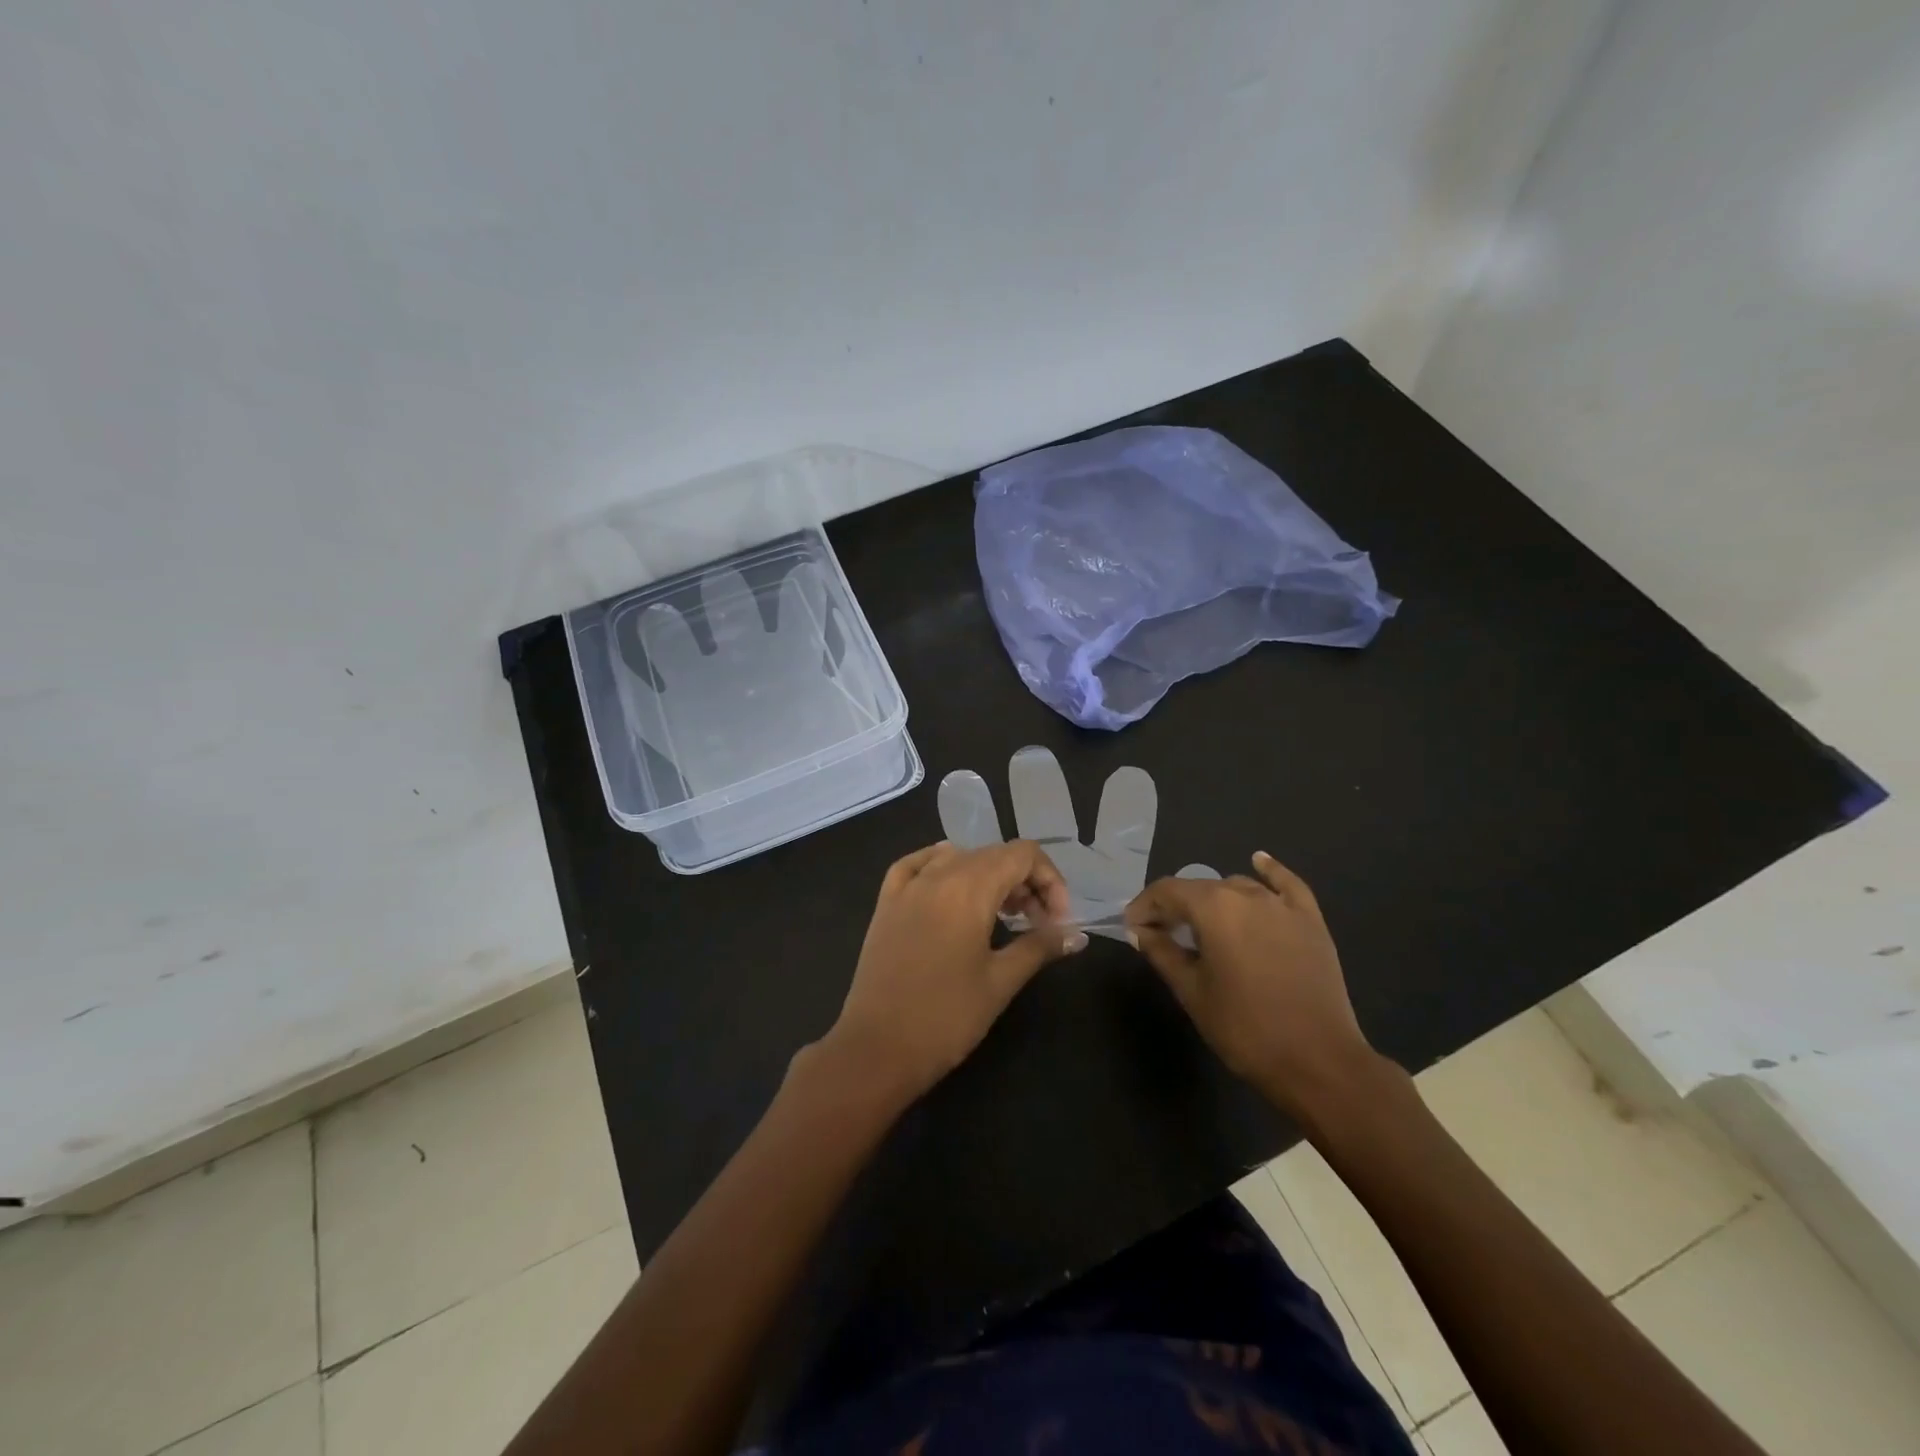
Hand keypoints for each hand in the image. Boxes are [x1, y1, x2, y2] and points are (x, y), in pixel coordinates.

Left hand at [821, 841, 1087, 1103]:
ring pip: (959, 857)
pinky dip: (942, 867)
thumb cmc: (946, 1017)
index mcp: (969, 887)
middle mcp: (937, 874)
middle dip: (1024, 881)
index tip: (1057, 921)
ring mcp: (907, 886)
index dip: (1050, 880)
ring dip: (988, 876)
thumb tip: (1076, 935)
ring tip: (1001, 914)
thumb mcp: (1000, 982)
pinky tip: (951, 886)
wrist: (876, 1048)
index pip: (1022, 855)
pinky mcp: (886, 902)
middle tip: (1037, 924)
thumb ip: (1039, 947)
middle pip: (993, 853)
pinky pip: (917, 865)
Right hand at [1124, 851, 1378, 1123]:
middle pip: (1200, 888)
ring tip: (1203, 926)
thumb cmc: (1244, 1028)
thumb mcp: (1191, 991)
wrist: (1318, 1062)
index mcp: (1213, 908)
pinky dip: (1270, 871)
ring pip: (1237, 887)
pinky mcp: (1310, 921)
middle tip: (1160, 933)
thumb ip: (1161, 953)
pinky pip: (1287, 885)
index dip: (1144, 907)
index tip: (1132, 927)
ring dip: (1214, 900)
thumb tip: (1139, 931)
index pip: (1167, 892)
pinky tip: (1258, 860)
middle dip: (1175, 906)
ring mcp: (1283, 906)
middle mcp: (1247, 894)